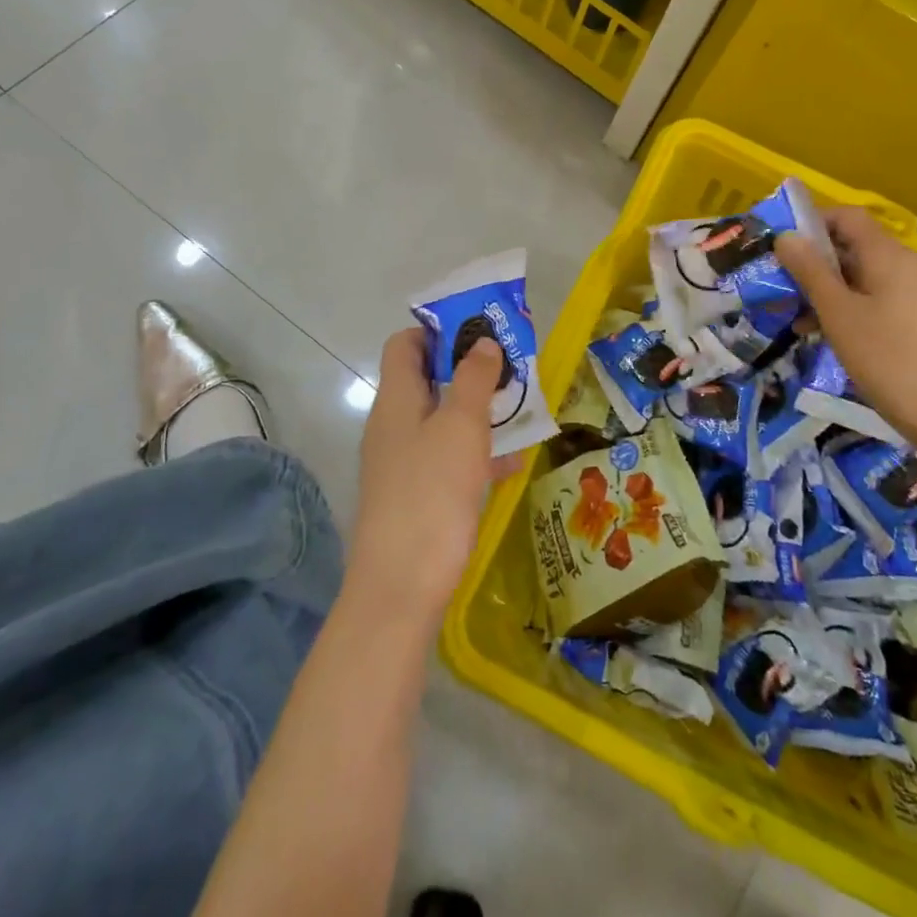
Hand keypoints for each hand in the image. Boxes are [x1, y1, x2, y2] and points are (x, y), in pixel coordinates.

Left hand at [346, 328, 519, 622]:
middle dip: (469, 369)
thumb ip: (473, 379)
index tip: (480, 329)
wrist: (401, 588)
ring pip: (443, 420)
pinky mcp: (416, 494)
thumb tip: (482, 342)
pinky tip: (511, 464)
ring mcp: (403, 462)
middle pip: (428, 380)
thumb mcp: (461, 426)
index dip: (438, 330)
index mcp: (396, 399)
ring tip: (522, 409)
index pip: (406, 344)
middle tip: (512, 367)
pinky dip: (477, 452)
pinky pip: (449, 458)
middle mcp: (394, 424)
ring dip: (479, 411)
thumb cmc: (431, 493)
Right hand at [775, 206, 916, 456]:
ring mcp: (908, 296)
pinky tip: (817, 334)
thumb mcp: (838, 313)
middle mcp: (900, 267)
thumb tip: (785, 236)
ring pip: (855, 277)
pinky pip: (868, 301)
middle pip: (849, 246)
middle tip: (774, 283)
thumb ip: (810, 271)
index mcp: (886, 255)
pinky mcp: (910, 323)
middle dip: (809, 261)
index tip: (777, 246)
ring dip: (820, 289)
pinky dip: (840, 309)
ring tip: (788, 314)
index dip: (810, 223)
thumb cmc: (890, 359)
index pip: (845, 216)